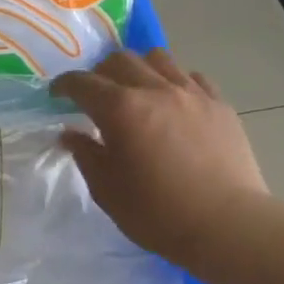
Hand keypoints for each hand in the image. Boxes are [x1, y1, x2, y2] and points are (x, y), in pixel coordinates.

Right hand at [50, 50, 269, 266]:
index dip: (64, 85)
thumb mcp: (106, 189)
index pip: (83, 83)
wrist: (226, 225)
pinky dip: (174, 82)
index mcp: (120, 109)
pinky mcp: (219, 104)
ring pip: (158, 59)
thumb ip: (86, 154)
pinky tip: (173, 103)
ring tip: (136, 91)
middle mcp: (154, 90)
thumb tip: (70, 134)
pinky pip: (191, 77)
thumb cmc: (156, 212)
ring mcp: (191, 93)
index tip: (57, 95)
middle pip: (120, 60)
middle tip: (95, 96)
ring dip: (138, 69)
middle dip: (100, 73)